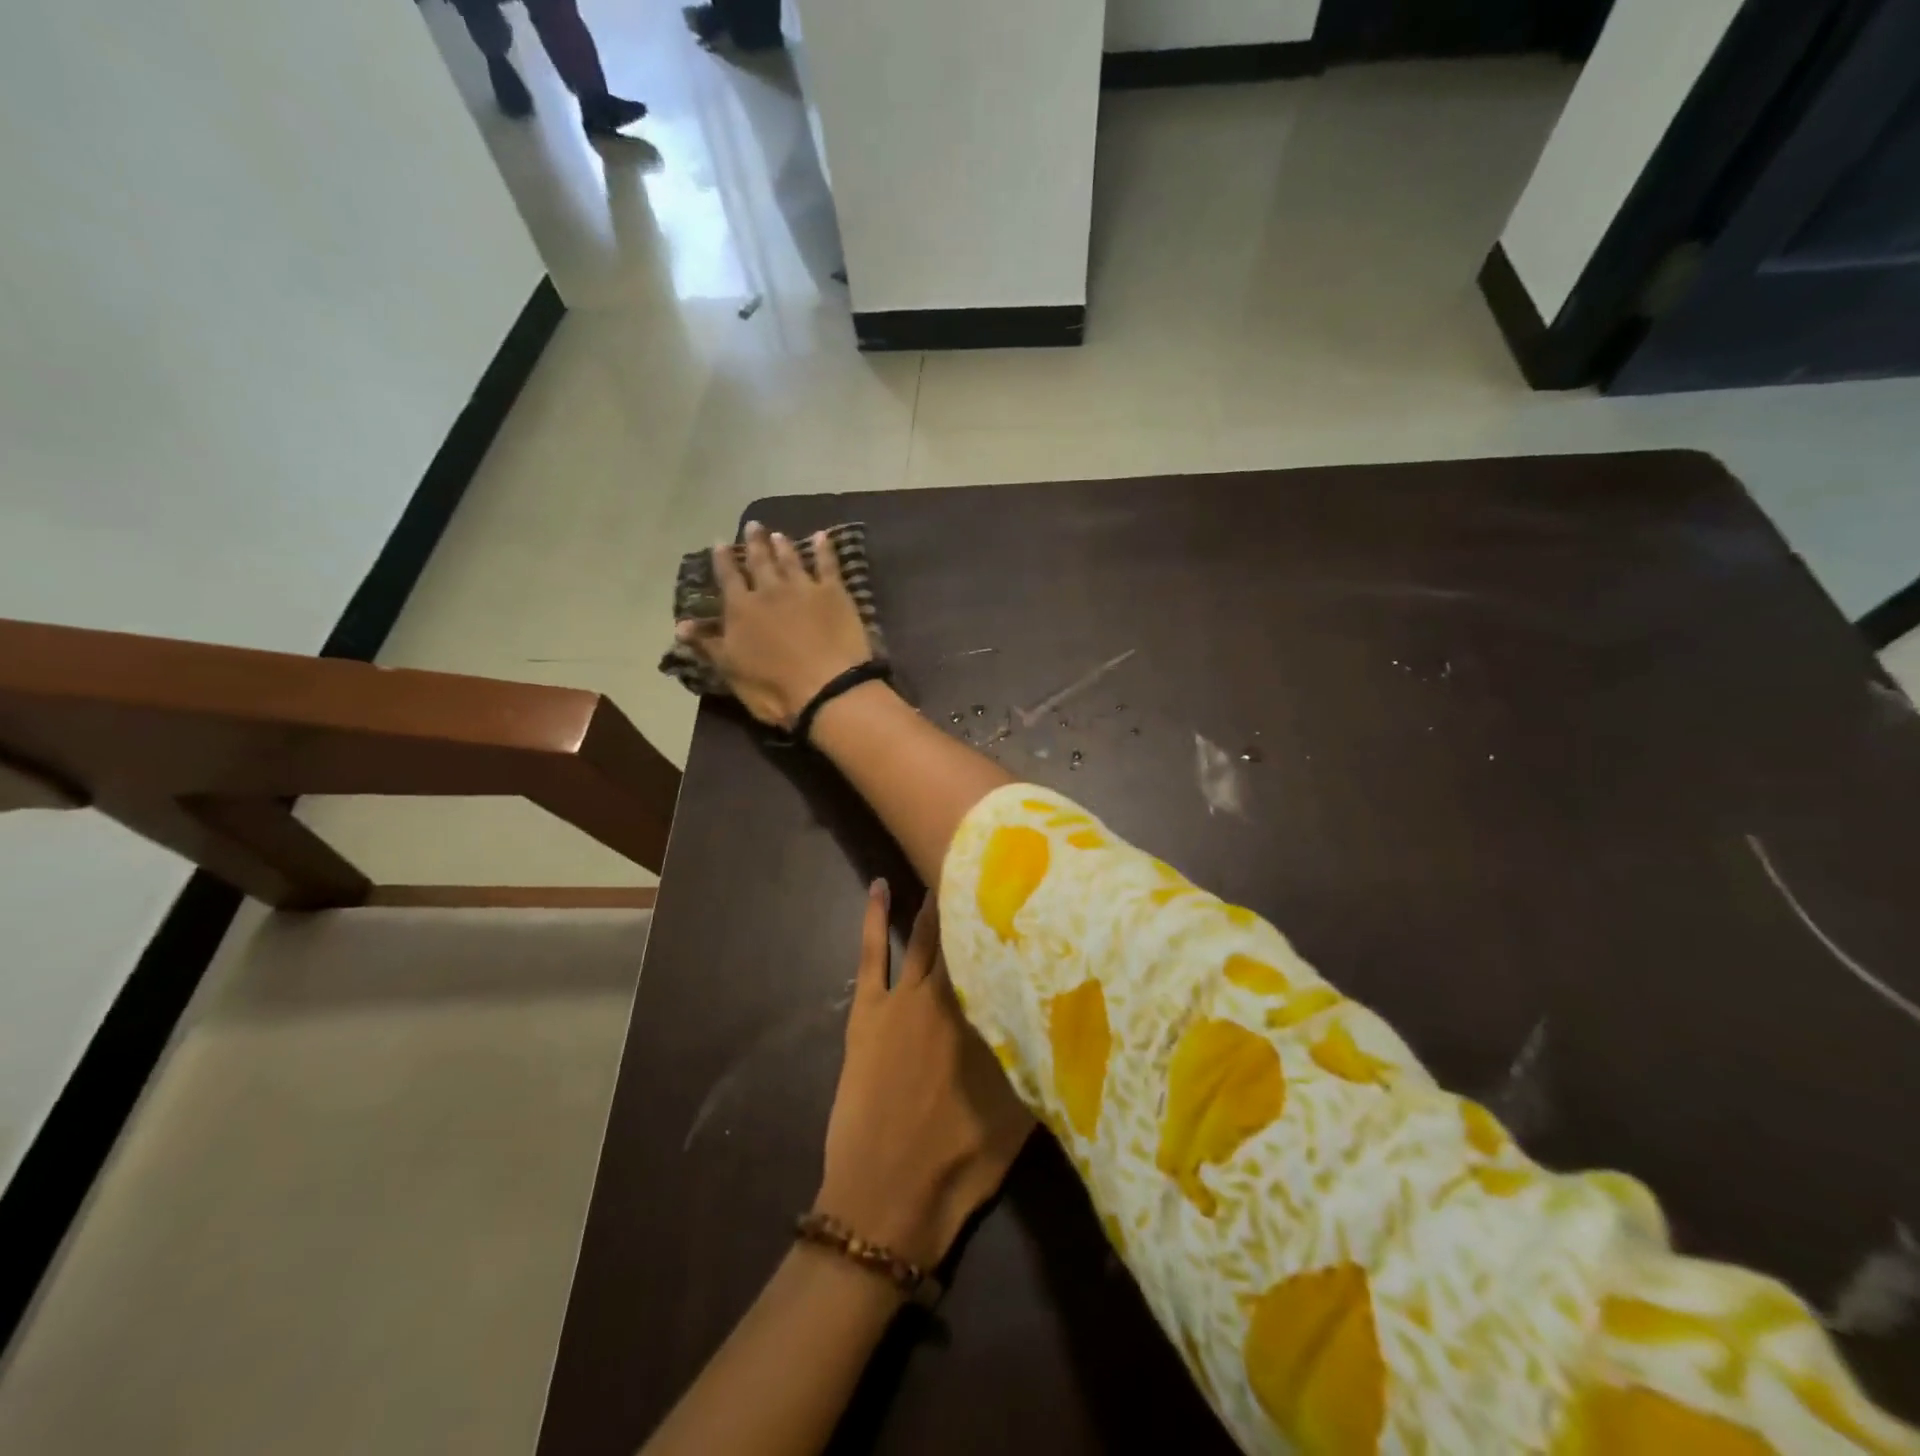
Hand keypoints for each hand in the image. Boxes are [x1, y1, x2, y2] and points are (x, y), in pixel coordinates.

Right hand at [675, 521, 872, 727]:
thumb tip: (680, 626)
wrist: (827, 687)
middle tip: (753, 525)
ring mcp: (803, 588)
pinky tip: (822, 536)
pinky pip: (828, 564)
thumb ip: (708, 644)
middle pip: (760, 561)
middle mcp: (770, 590)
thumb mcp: (731, 670)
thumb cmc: (773, 688)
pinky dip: (824, 549)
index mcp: (741, 609)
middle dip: (754, 543)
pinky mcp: (834, 593)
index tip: (719, 542)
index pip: (728, 578)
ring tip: (778, 534)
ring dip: (783, 546)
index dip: (723, 560)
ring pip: (790, 559)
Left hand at [816, 883, 1034, 1270]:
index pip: (1003, 957)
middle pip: (964, 938)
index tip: (1028, 887)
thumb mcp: (1021, 1117)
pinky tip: (879, 885)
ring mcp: (903, 999)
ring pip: (922, 937)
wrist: (885, 1198)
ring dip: (935, 904)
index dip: (1013, 923)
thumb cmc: (959, 1162)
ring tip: (948, 867)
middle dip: (976, 902)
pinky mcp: (868, 1009)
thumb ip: (1040, 1060)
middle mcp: (948, 996)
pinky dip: (873, 917)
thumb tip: (1068, 1017)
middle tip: (988, 862)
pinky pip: (870, 952)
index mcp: (986, 1018)